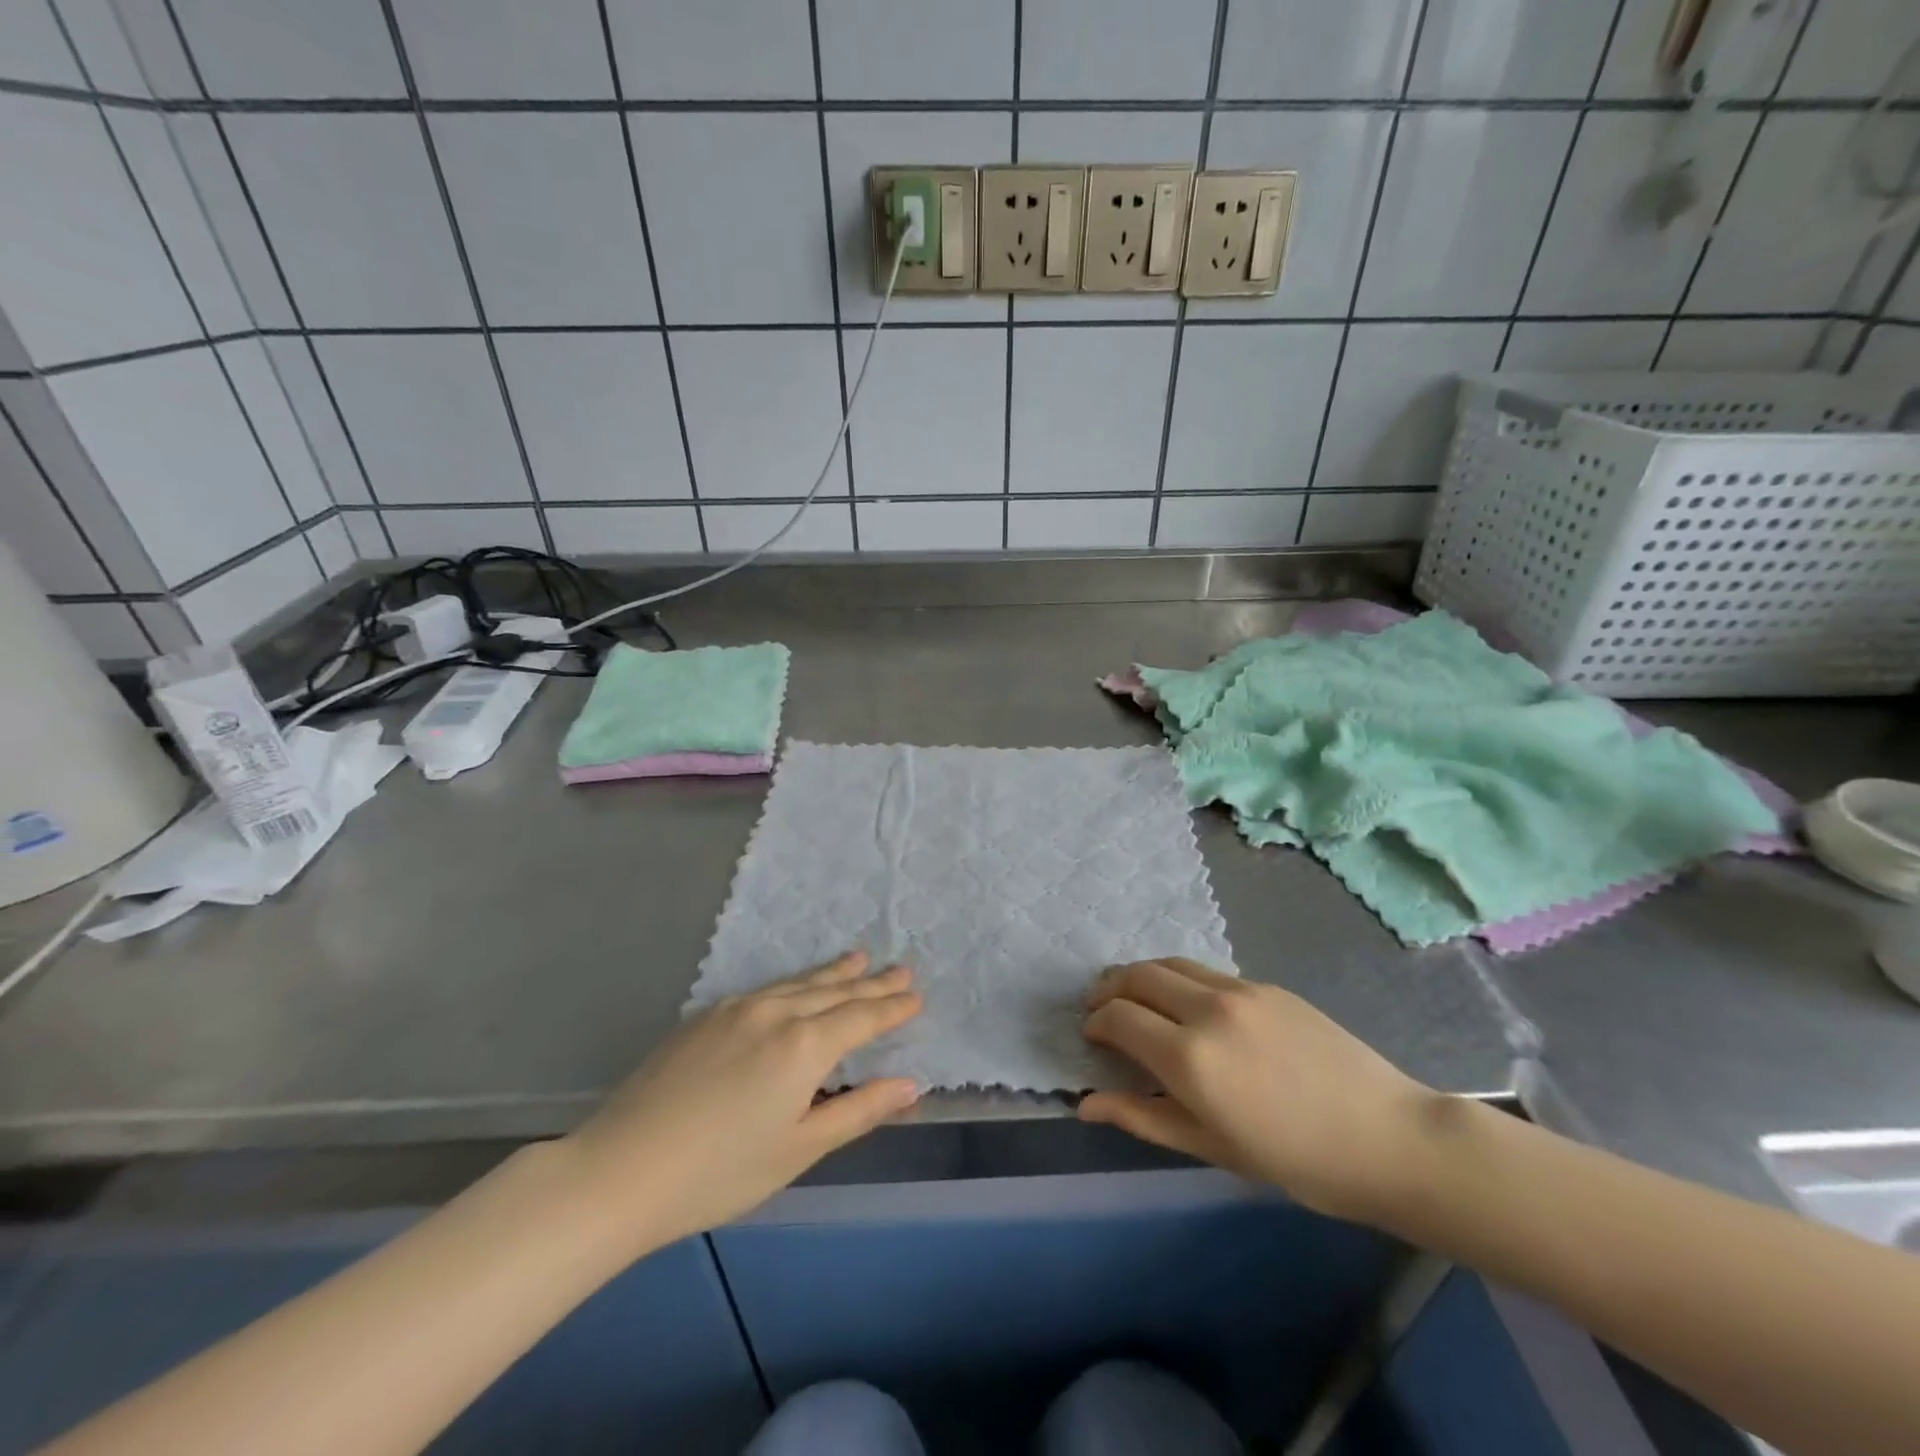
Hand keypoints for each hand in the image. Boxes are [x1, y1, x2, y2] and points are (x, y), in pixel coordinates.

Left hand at [563, 952, 921, 1249]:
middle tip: (901, 968)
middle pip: (834, 991)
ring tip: (860, 957)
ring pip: (799, 983)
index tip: (916, 996)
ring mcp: (737, 1008)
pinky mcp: (706, 1015)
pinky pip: (767, 988)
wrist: (620, 1169)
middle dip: (871, 982)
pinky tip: (798, 985)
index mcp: (805, 1045)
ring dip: (834, 973)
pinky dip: (796, 982)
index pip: (862, 1018)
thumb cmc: (720, 1172)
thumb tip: (909, 1085)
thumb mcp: (798, 1149)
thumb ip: (858, 1111)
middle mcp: (776, 1012)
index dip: (892, 1008)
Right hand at [1079, 958, 1436, 1224]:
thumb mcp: (1211, 1147)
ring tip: (1135, 997)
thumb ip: (1142, 1117)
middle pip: (1137, 975)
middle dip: (1109, 988)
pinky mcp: (1266, 985)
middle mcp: (1207, 1009)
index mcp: (1190, 1057)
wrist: (1387, 1137)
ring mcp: (1239, 990)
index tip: (1092, 1037)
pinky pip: (1206, 972)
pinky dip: (1179, 979)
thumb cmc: (1295, 1160)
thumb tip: (1085, 1104)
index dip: (1096, 1023)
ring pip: (1170, 963)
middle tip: (1099, 1008)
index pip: (1119, 1017)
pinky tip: (1187, 1005)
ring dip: (1141, 976)